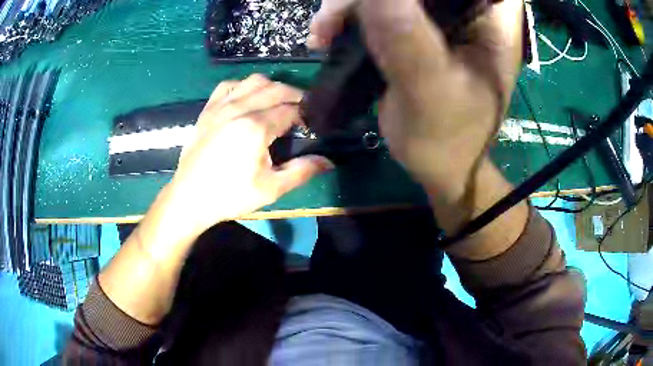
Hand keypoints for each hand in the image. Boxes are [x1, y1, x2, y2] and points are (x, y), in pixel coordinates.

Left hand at [160, 75, 332, 241]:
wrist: (189, 197)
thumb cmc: (230, 195)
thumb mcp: (270, 188)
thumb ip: (302, 171)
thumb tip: (328, 161)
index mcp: (256, 127)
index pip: (291, 109)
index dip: (306, 115)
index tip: (311, 126)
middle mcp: (240, 108)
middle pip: (277, 88)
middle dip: (295, 96)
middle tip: (302, 112)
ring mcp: (221, 105)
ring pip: (254, 80)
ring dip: (271, 87)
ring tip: (276, 102)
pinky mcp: (208, 109)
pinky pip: (229, 84)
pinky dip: (243, 86)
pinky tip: (247, 98)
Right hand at [308, 0, 522, 198]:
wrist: (442, 167)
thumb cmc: (449, 139)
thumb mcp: (430, 91)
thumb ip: (406, 37)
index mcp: (494, 19)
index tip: (377, 4)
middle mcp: (470, 8)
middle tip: (335, 18)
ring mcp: (441, 16)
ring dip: (350, 4)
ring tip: (324, 32)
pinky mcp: (417, 27)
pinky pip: (378, 5)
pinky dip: (349, 15)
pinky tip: (327, 34)